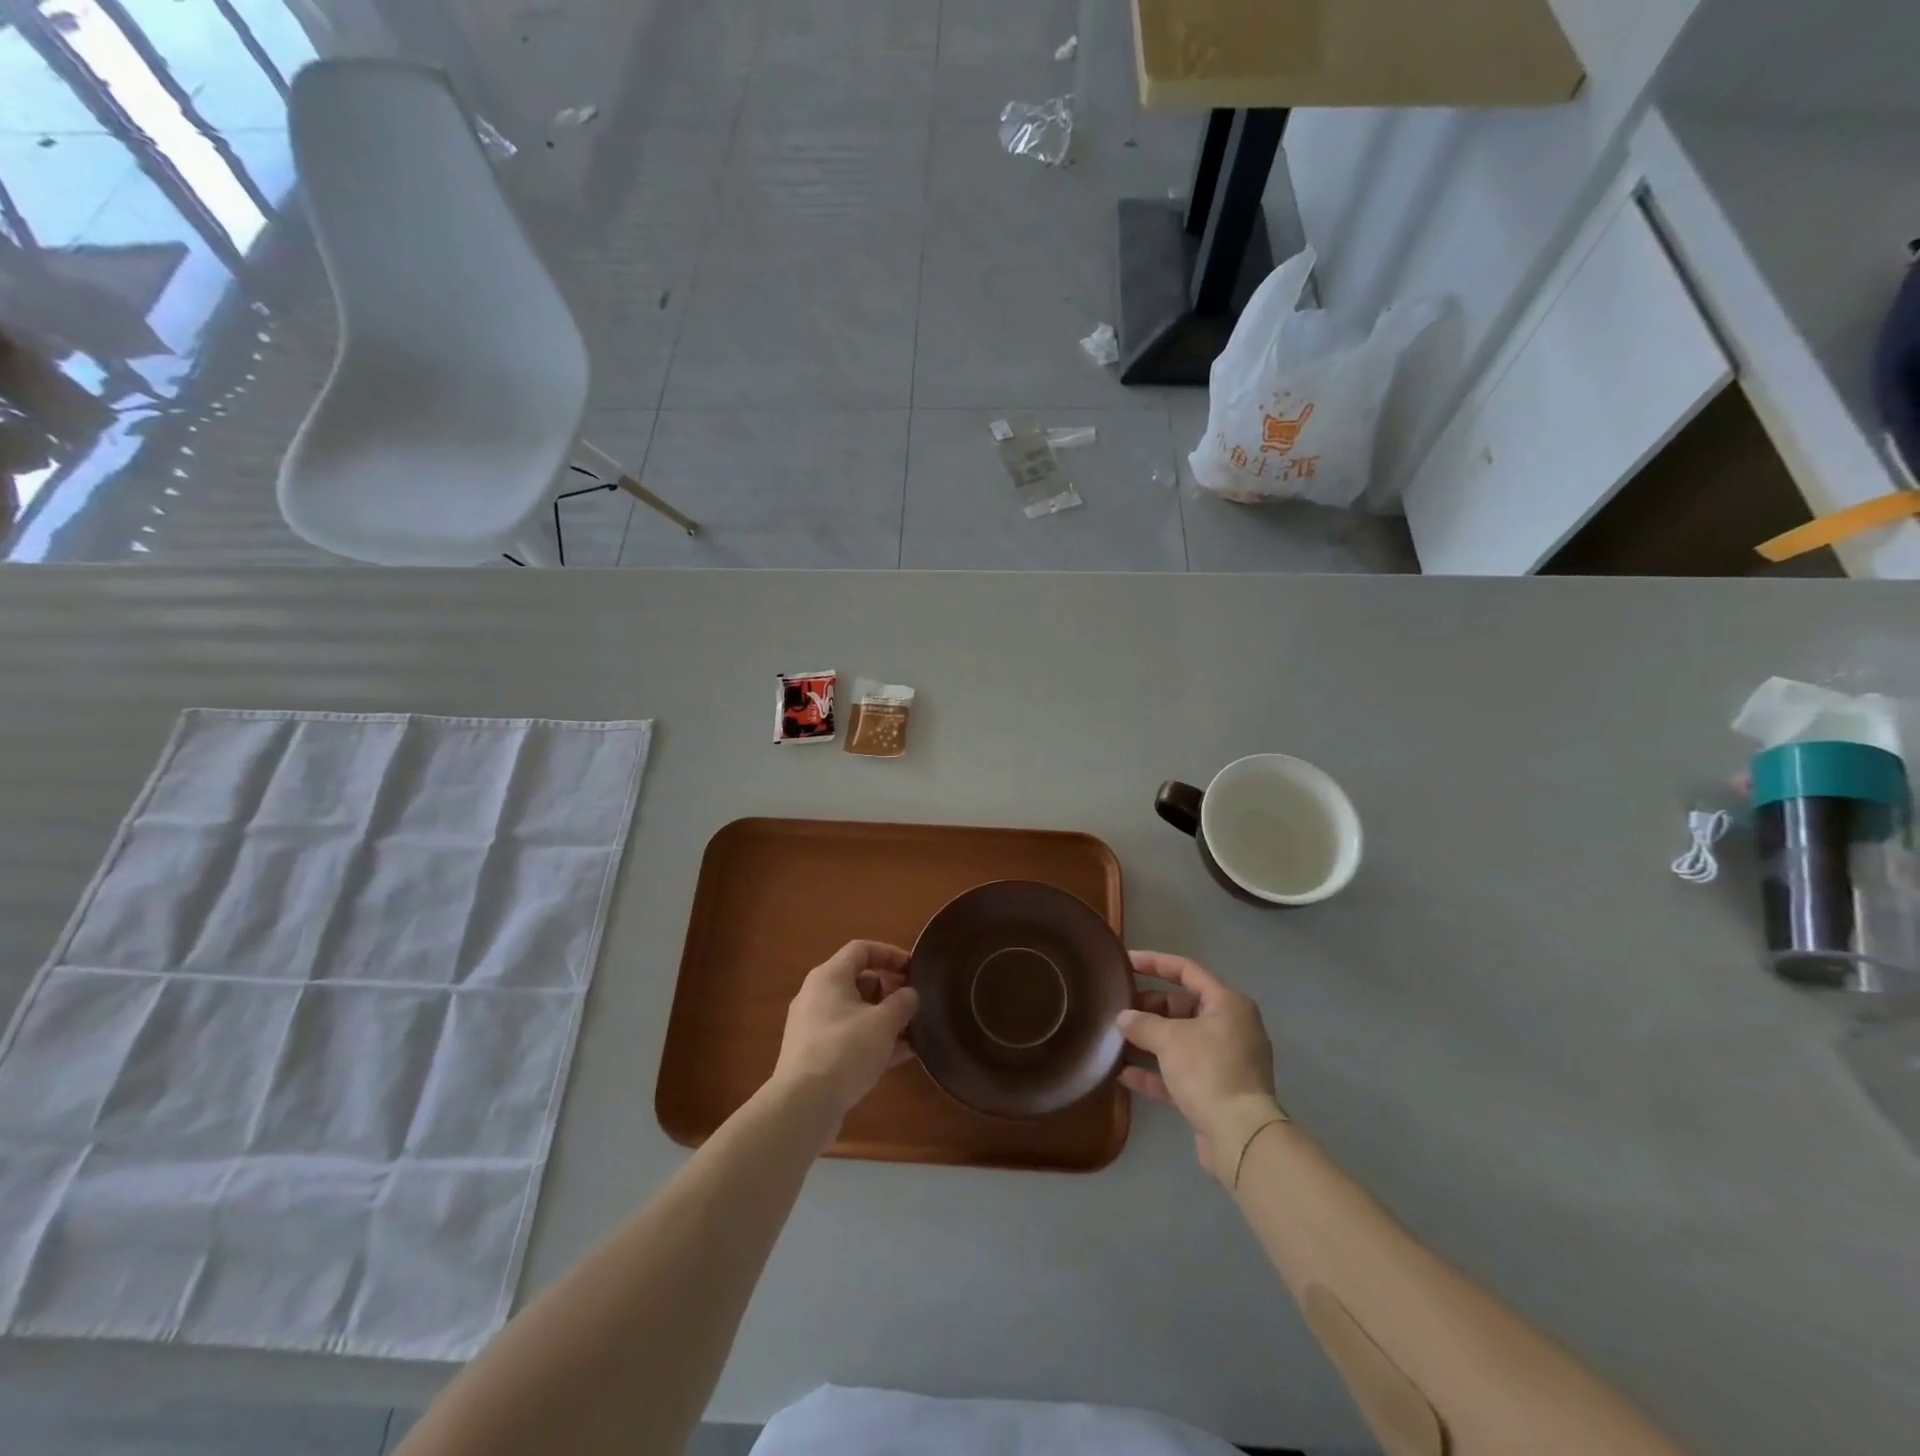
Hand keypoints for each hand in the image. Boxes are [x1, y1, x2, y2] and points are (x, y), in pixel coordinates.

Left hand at [772, 941, 920, 1117]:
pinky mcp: (814, 1055)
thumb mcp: (883, 1023)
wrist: (803, 1105)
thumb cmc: (845, 1050)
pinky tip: (899, 1056)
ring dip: (884, 1020)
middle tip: (912, 1006)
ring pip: (855, 1013)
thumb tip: (910, 994)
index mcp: (829, 977)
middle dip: (889, 991)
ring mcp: (813, 1027)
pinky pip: (848, 1037)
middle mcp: (816, 996)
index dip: (890, 954)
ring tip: (913, 1033)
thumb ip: (902, 1003)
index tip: (913, 969)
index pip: (861, 950)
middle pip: (858, 981)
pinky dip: (872, 1040)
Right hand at [1118, 951, 1278, 1183]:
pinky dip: (1154, 1071)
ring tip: (1115, 1038)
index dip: (1154, 963)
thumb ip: (1142, 1023)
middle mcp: (1230, 1028)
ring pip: (1179, 1041)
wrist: (1240, 1137)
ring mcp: (1224, 1061)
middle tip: (1118, 1009)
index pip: (1187, 970)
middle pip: (1182, 1006)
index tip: (1125, 963)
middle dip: (1148, 1008)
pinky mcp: (1215, 1091)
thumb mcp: (1170, 1039)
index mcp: (1227, 1004)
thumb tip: (1123, 1018)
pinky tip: (1123, 1072)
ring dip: (1148, 1040)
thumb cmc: (1208, 1071)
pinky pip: (1179, 1072)